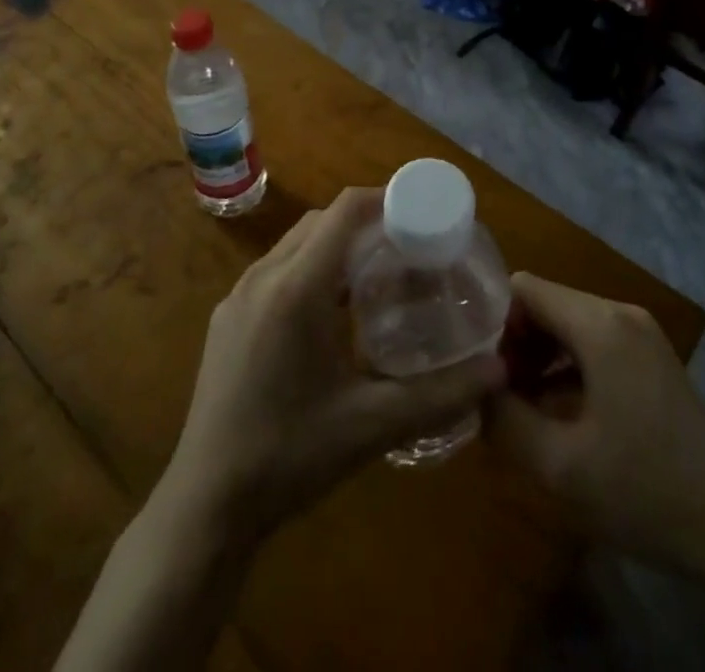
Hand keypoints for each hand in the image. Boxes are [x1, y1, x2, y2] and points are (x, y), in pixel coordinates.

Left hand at [164, 188, 504, 542]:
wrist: (206, 505)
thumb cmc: (290, 456)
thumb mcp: (372, 426)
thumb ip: (440, 395)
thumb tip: (498, 370)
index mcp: (296, 288)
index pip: (343, 212)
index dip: (384, 200)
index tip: (421, 212)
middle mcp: (263, 277)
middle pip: (321, 222)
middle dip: (366, 222)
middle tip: (408, 247)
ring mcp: (238, 296)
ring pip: (296, 244)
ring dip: (336, 245)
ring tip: (376, 275)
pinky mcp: (226, 318)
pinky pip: (276, 269)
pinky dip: (310, 267)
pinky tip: (331, 312)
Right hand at [488, 272, 704, 580]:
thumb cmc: (644, 491)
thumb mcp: (561, 466)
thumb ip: (505, 419)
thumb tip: (474, 389)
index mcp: (599, 324)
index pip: (525, 288)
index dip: (491, 317)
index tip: (471, 360)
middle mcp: (619, 313)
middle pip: (547, 303)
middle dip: (512, 340)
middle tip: (488, 388)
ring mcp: (639, 334)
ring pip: (568, 323)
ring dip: (536, 354)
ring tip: (510, 401)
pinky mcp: (650, 358)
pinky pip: (592, 343)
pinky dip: (564, 365)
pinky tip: (547, 408)